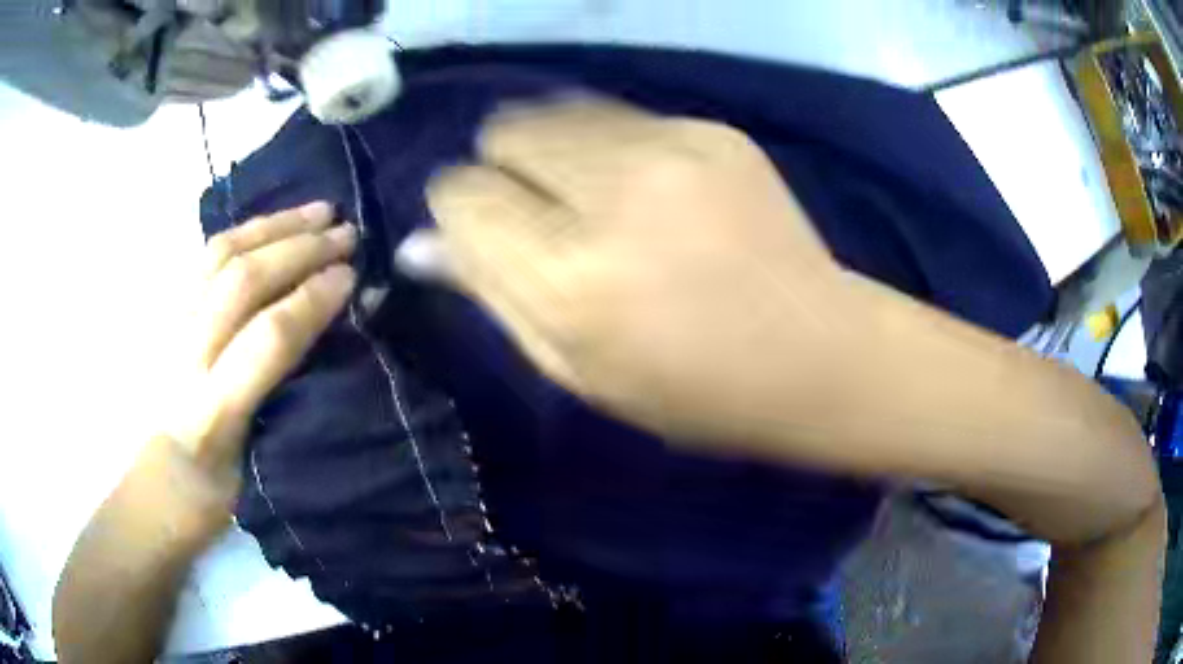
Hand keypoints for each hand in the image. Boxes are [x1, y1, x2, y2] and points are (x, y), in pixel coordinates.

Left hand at [167, 202, 356, 488]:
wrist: (155, 486)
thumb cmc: (212, 495)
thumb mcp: (258, 472)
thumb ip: (286, 407)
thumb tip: (330, 348)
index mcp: (213, 411)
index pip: (268, 337)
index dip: (312, 300)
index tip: (352, 277)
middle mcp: (186, 358)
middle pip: (242, 282)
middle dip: (299, 250)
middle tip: (346, 234)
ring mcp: (172, 327)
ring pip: (221, 256)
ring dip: (273, 227)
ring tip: (317, 211)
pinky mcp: (167, 313)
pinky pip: (206, 258)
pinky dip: (245, 232)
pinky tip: (272, 225)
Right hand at [426, 100, 859, 448]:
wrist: (816, 353)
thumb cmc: (690, 389)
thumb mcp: (575, 368)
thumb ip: (492, 294)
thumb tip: (418, 244)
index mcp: (570, 278)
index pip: (462, 196)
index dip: (459, 210)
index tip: (480, 228)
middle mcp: (614, 194)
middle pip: (503, 132)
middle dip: (501, 168)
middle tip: (537, 211)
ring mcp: (671, 148)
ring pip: (555, 109)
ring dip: (550, 149)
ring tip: (587, 194)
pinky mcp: (711, 129)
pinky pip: (618, 115)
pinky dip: (607, 144)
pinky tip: (645, 186)